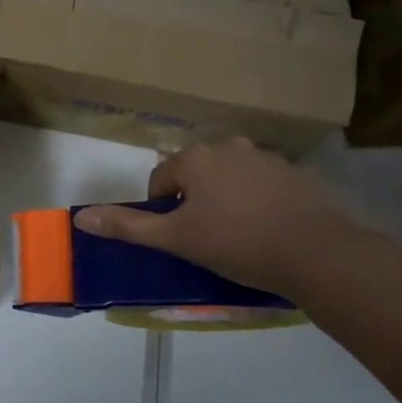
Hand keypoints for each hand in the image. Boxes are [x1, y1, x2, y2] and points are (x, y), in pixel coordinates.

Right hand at [73, 138, 369, 293]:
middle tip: (206, 237)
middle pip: (196, 173)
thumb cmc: (238, 243)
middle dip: (194, 200)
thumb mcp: (177, 239)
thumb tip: (81, 217)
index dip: (162, 208)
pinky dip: (259, 203)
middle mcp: (230, 147)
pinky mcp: (298, 176)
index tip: (177, 236)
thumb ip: (128, 226)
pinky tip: (269, 232)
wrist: (320, 255)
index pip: (161, 177)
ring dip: (226, 199)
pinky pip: (264, 186)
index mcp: (196, 158)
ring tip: (239, 236)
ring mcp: (267, 159)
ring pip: (231, 178)